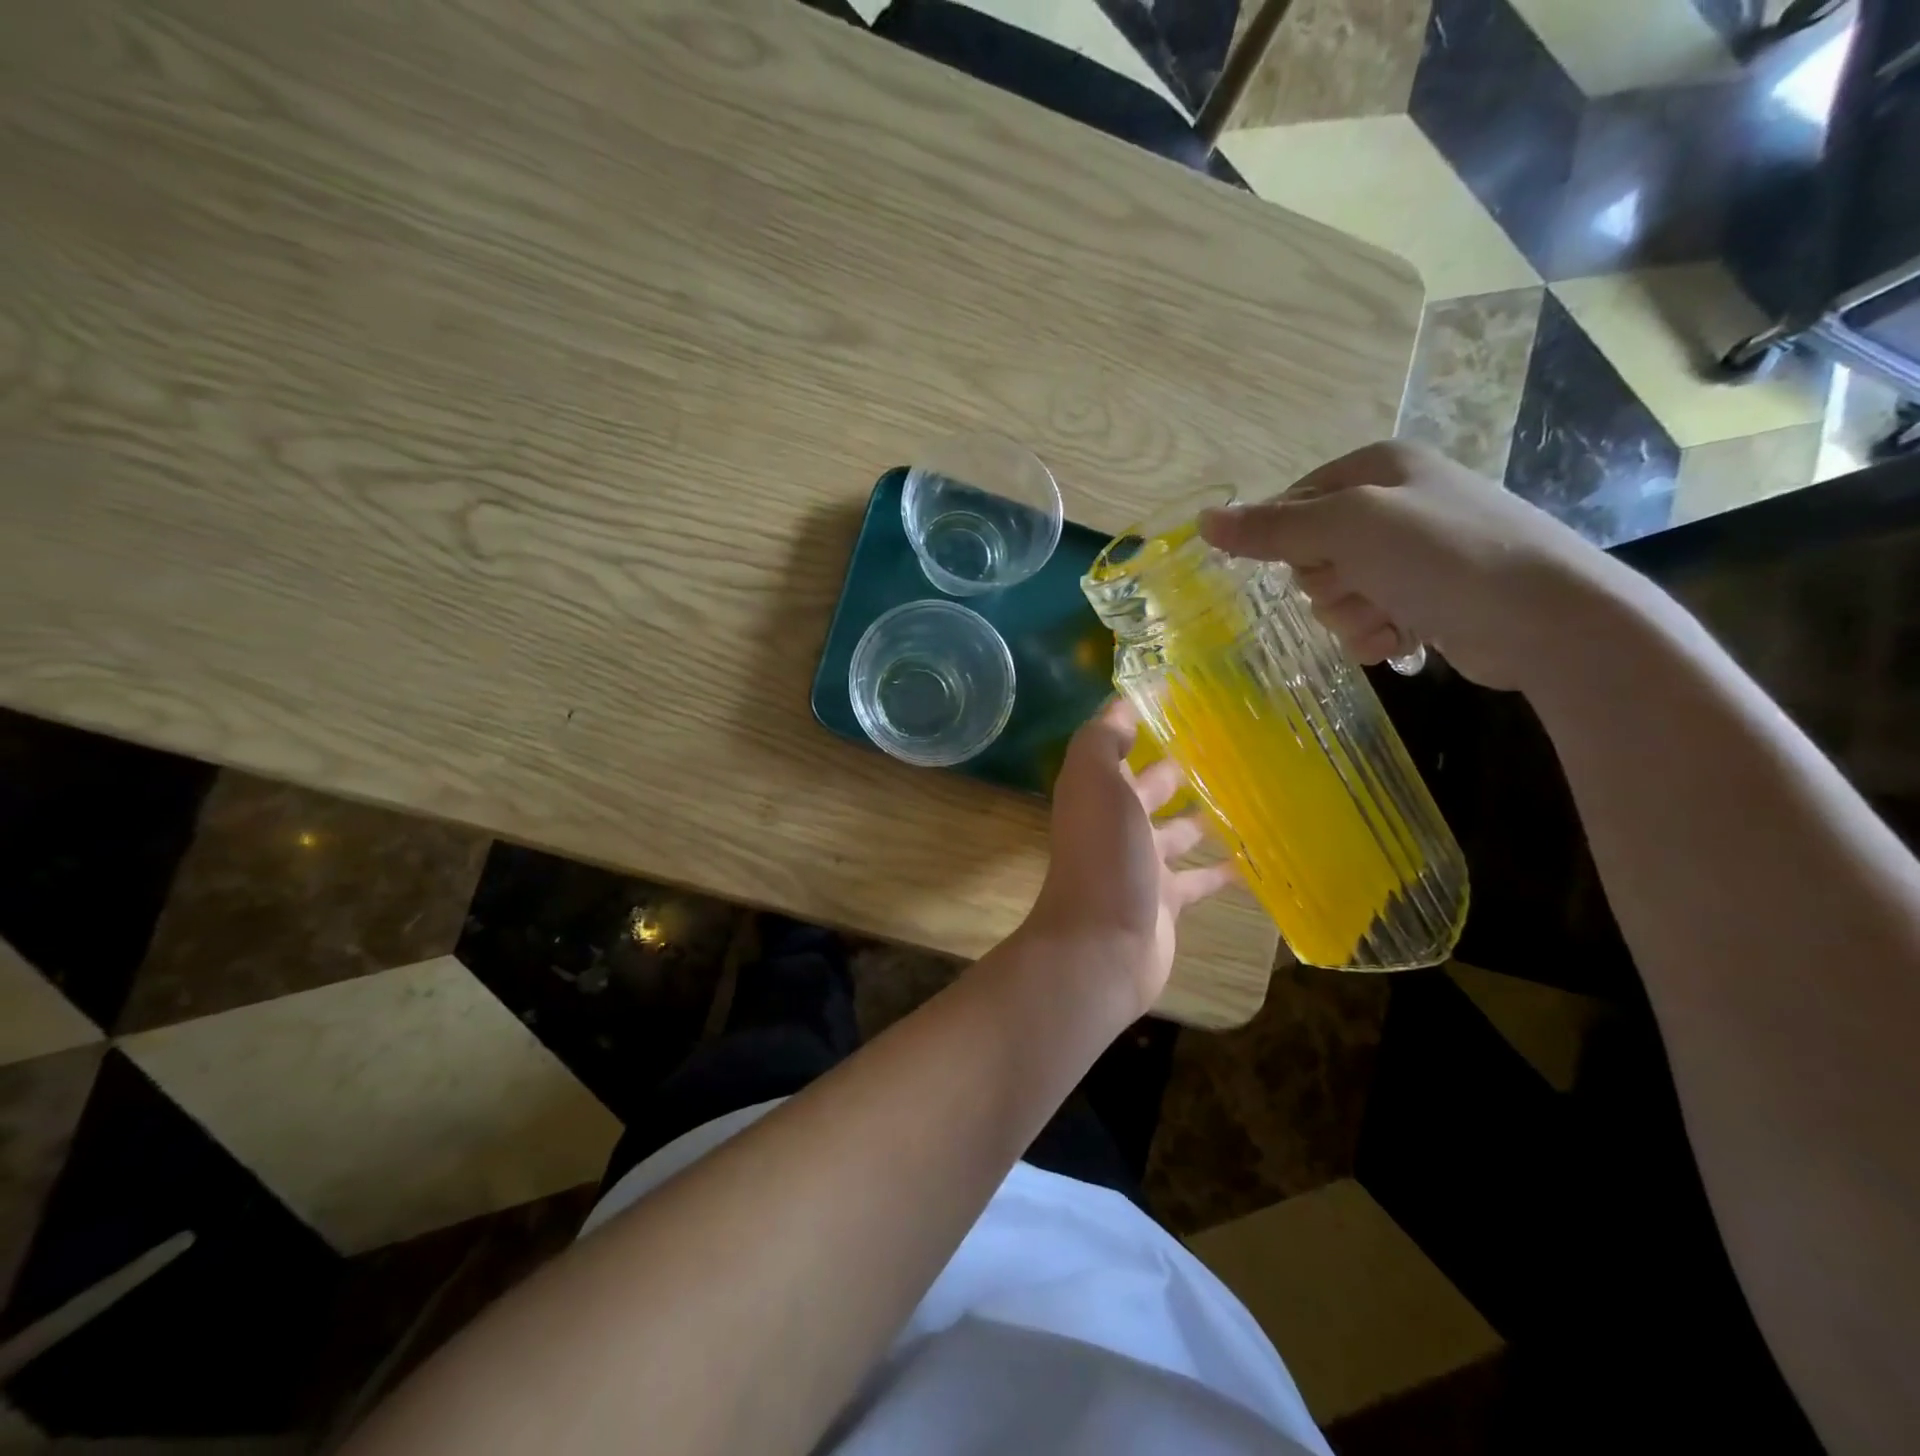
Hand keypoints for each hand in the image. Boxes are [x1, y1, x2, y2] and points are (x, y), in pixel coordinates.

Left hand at [1022, 699, 1237, 1017]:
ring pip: (1179, 832)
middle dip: (1179, 769)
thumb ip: (1103, 740)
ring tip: (1250, 794)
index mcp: (1098, 791)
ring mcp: (1142, 865)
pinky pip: (1201, 879)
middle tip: (1229, 747)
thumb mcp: (1095, 780)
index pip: (1118, 747)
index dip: (1141, 724)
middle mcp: (1116, 823)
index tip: (1183, 701)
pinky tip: (1259, 857)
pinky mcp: (1167, 901)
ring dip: (1205, 816)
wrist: (1103, 944)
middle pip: (1150, 788)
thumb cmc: (1103, 854)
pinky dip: (1224, 870)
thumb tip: (1121, 705)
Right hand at [1198, 440, 1616, 689]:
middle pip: (1310, 553)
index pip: (1292, 503)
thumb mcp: (1349, 528)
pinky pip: (1365, 620)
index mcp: (1377, 468)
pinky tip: (1398, 639)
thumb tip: (1202, 520)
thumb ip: (1272, 527)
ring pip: (1334, 593)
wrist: (1546, 619)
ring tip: (1387, 617)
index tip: (1308, 559)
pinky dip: (1372, 635)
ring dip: (1349, 615)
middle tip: (1359, 585)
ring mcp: (1412, 555)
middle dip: (1325, 582)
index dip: (1286, 539)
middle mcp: (1393, 505)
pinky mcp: (1426, 599)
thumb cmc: (1442, 556)